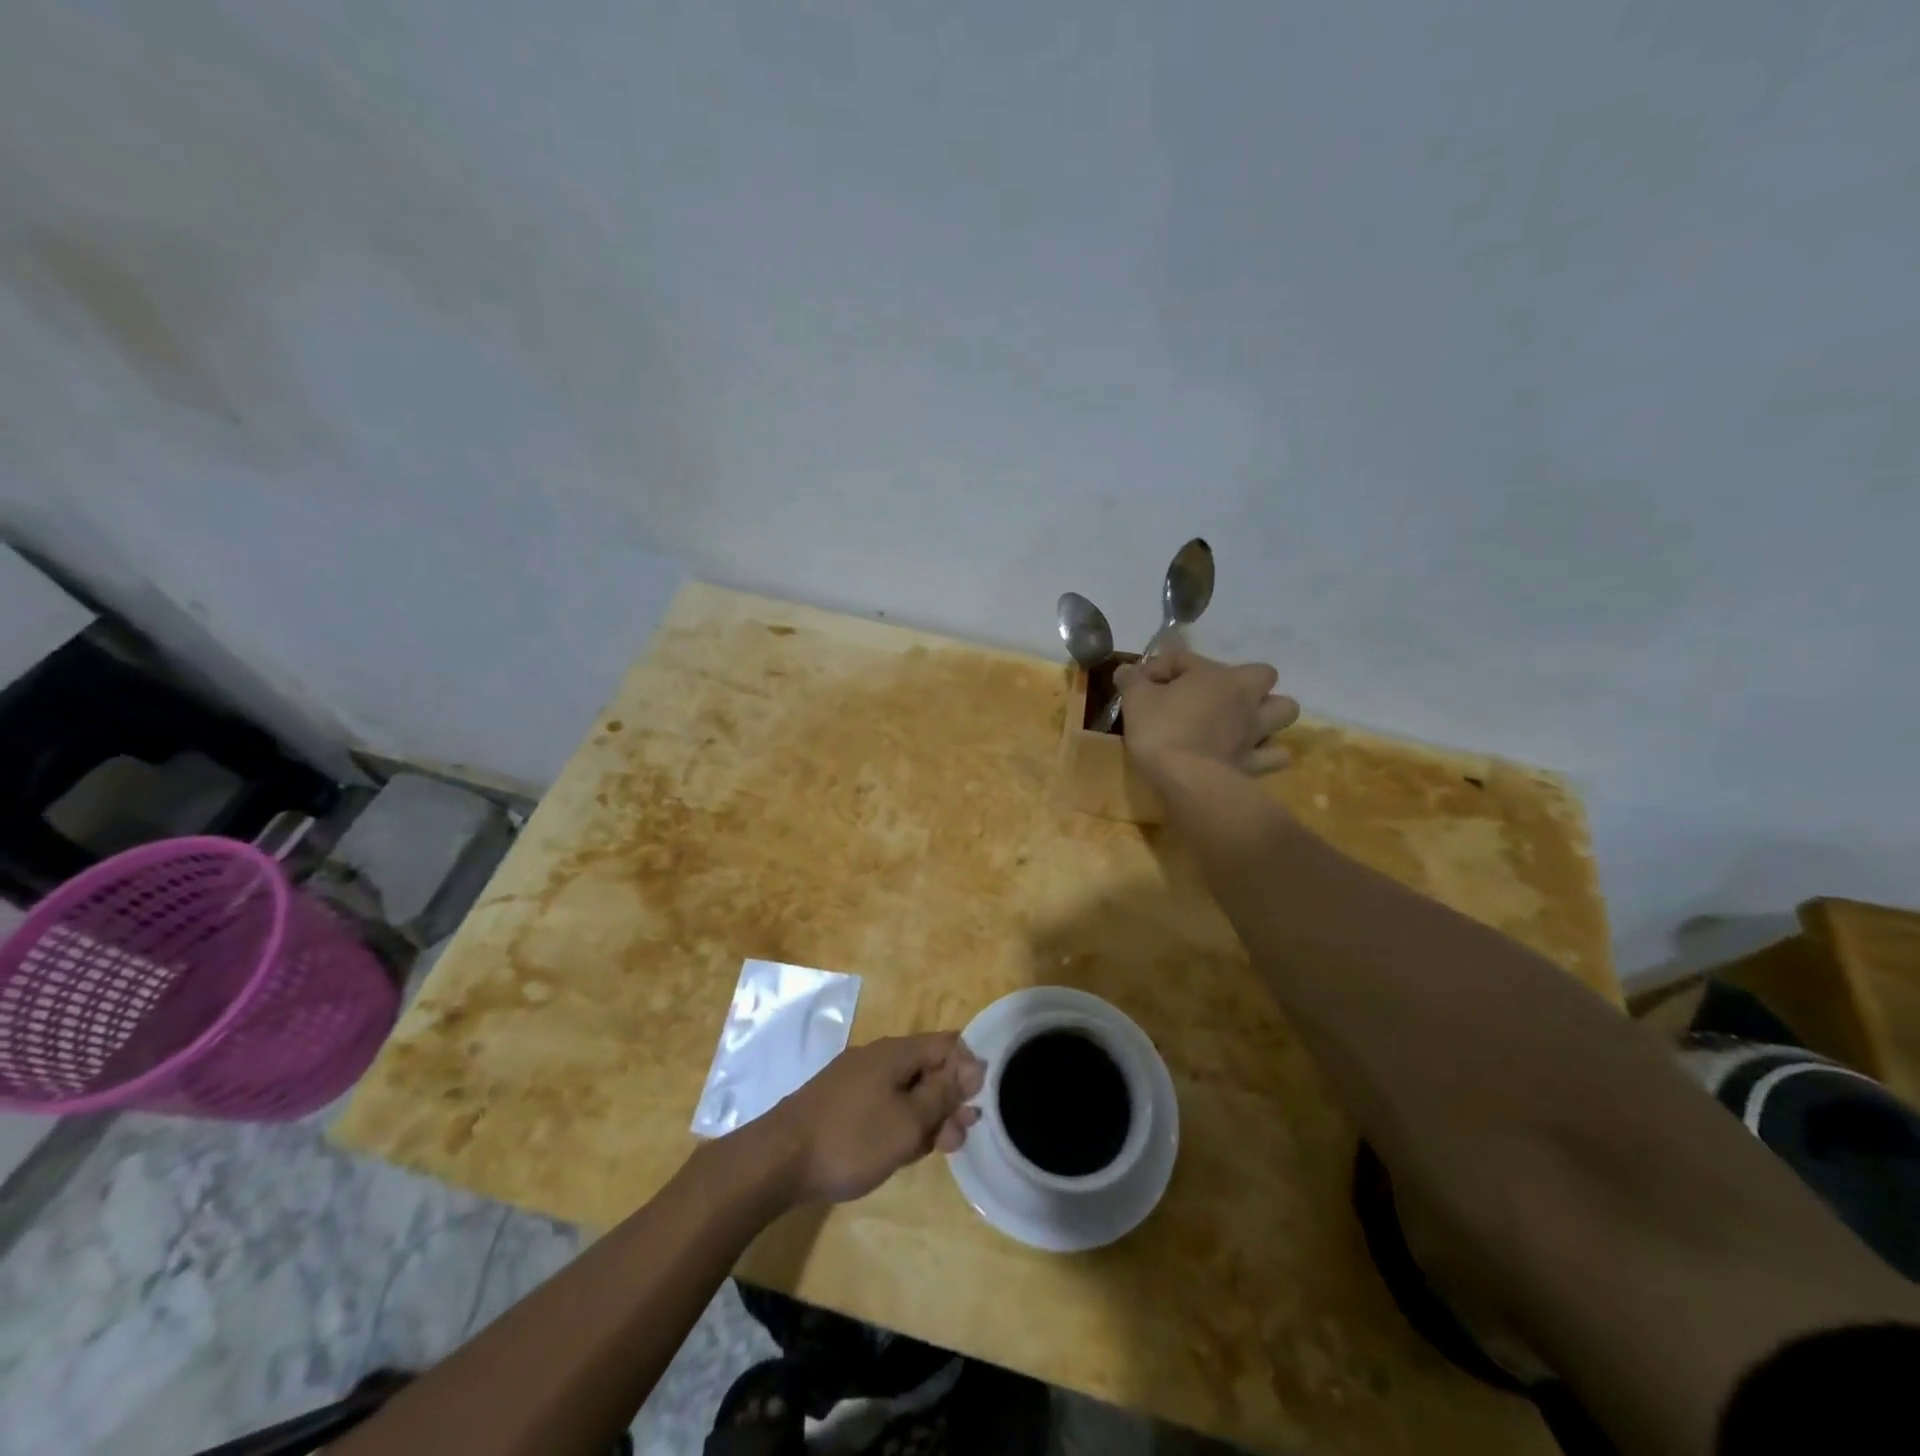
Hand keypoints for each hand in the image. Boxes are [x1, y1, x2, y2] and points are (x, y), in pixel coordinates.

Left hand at [749, 1034, 985, 1204]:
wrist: (778, 1160)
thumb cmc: (851, 1139)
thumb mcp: (909, 1121)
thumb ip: (943, 1094)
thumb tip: (972, 1066)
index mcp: (896, 1052)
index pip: (946, 1043)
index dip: (968, 1068)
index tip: (976, 1104)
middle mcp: (877, 1057)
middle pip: (926, 1068)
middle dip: (949, 1099)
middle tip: (960, 1137)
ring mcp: (855, 1080)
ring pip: (905, 1090)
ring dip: (927, 1115)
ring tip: (938, 1149)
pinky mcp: (840, 1103)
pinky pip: (883, 1104)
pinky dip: (900, 1122)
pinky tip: (903, 1150)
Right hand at [1115, 649, 1298, 779]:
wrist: (1187, 779)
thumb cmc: (1161, 730)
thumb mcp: (1135, 700)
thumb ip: (1132, 680)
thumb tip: (1125, 670)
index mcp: (1215, 675)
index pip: (1185, 659)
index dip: (1160, 668)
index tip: (1141, 684)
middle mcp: (1244, 697)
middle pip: (1262, 675)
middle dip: (1244, 682)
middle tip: (1216, 697)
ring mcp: (1256, 730)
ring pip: (1284, 710)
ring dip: (1267, 713)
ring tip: (1243, 722)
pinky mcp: (1258, 762)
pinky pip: (1276, 755)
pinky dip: (1266, 753)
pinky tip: (1249, 755)